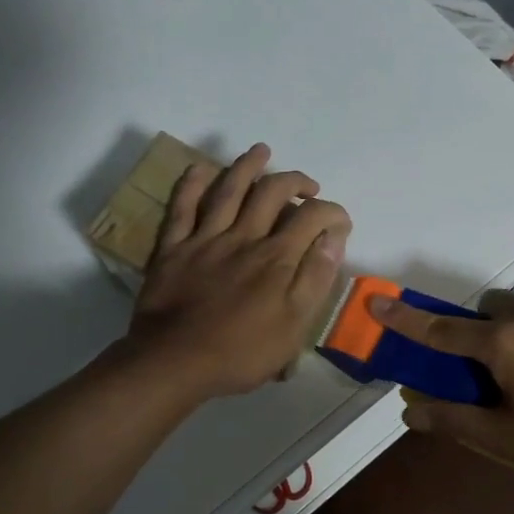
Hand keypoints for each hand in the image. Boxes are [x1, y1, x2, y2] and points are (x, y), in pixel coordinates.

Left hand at [125, 143, 351, 400]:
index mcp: (276, 258)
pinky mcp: (173, 247)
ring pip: (229, 189)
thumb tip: (333, 238)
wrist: (174, 363)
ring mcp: (205, 238)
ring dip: (247, 166)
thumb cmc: (240, 352)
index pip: (312, 217)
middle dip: (294, 180)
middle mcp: (243, 237)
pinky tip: (201, 168)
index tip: (339, 222)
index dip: (332, 213)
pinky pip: (182, 206)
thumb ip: (315, 278)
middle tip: (306, 185)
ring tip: (262, 151)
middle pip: (271, 192)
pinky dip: (192, 184)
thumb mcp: (293, 326)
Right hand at [369, 292, 513, 476]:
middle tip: (485, 371)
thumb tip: (408, 412)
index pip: (440, 329)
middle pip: (485, 311)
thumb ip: (454, 421)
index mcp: (501, 343)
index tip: (376, 301)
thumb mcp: (506, 437)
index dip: (405, 318)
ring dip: (511, 335)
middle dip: (475, 331)